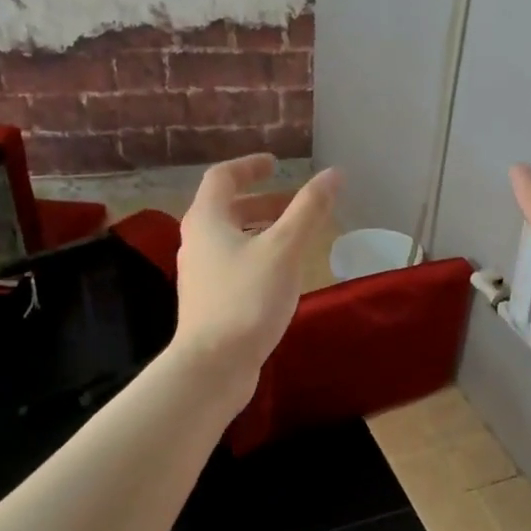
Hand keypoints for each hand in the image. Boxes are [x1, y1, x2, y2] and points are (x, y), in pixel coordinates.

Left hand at [172, 155, 340, 406]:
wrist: (213, 365)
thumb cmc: (247, 299)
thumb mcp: (284, 249)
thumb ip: (309, 210)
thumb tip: (334, 173)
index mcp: (207, 220)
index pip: (223, 178)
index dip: (250, 167)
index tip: (276, 164)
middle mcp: (196, 242)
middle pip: (228, 210)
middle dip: (263, 202)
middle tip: (296, 203)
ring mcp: (200, 274)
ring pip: (232, 239)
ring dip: (262, 230)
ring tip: (296, 237)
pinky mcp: (209, 301)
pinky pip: (234, 265)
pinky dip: (258, 256)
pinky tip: (282, 275)